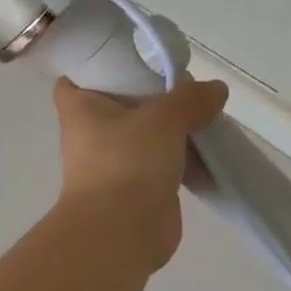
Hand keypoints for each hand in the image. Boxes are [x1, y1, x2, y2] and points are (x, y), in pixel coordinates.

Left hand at [52, 75, 228, 270]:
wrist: (121, 233)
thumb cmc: (127, 162)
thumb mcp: (162, 118)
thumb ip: (190, 99)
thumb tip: (216, 89)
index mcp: (81, 108)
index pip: (74, 79)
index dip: (96, 67)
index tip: (128, 58)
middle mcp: (92, 133)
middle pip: (121, 104)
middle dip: (152, 97)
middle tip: (184, 86)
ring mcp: (115, 163)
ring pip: (146, 136)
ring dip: (174, 130)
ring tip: (206, 116)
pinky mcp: (137, 188)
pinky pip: (163, 164)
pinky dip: (184, 160)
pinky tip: (211, 153)